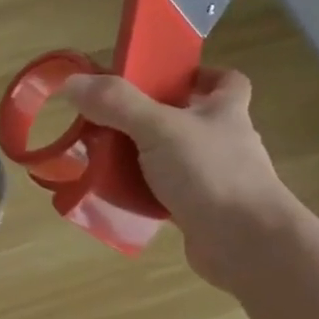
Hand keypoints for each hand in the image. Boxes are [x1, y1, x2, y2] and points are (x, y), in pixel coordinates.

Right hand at [64, 67, 294, 291]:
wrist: (246, 244)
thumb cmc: (211, 174)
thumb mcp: (159, 129)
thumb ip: (117, 104)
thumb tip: (72, 83)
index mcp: (225, 110)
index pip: (224, 80)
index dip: (197, 74)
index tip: (163, 78)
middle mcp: (224, 141)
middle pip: (189, 120)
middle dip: (152, 119)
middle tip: (112, 120)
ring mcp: (215, 179)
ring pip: (174, 160)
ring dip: (144, 158)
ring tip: (105, 158)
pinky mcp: (201, 212)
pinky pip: (166, 196)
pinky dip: (144, 195)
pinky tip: (117, 198)